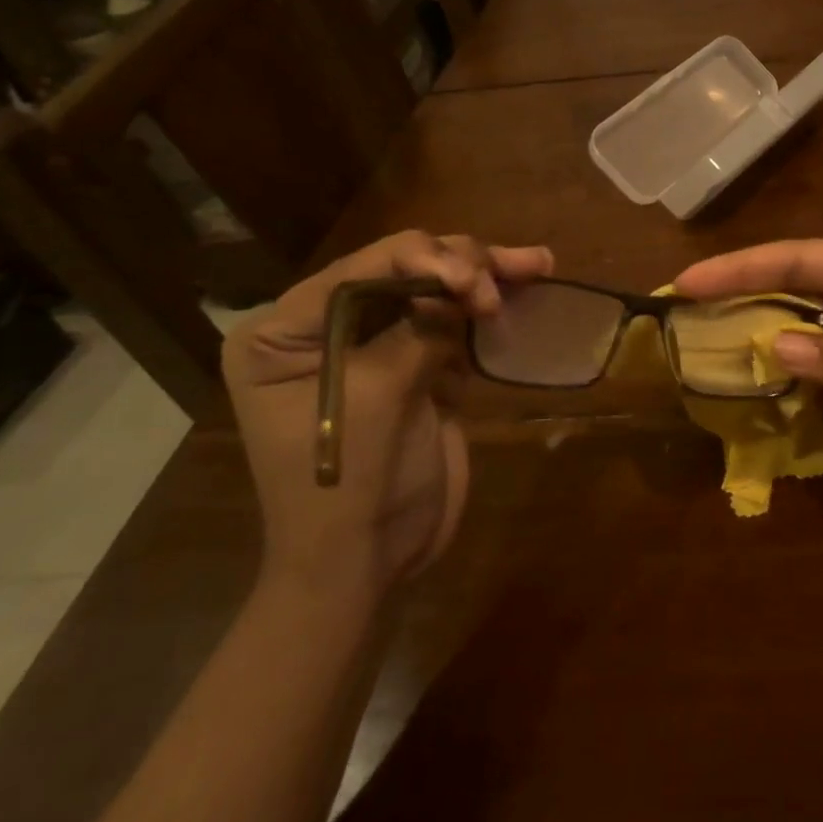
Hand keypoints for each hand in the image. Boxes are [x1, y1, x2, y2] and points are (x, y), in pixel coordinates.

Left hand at [222, 231, 553, 596]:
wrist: (367, 562)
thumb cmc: (346, 483)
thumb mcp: (378, 397)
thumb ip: (419, 330)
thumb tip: (465, 284)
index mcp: (284, 332)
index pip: (360, 270)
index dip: (422, 258)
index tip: (475, 282)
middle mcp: (325, 328)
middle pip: (402, 271)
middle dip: (461, 267)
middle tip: (510, 278)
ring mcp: (375, 347)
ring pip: (436, 292)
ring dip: (486, 278)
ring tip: (537, 262)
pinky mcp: (415, 368)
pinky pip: (454, 325)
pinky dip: (488, 311)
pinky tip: (525, 289)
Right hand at [676, 239, 822, 499]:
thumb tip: (775, 348)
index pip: (795, 259)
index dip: (739, 268)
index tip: (688, 281)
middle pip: (777, 290)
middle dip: (728, 299)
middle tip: (672, 313)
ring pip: (776, 331)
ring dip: (737, 340)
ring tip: (684, 346)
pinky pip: (788, 374)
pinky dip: (758, 379)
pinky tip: (724, 385)